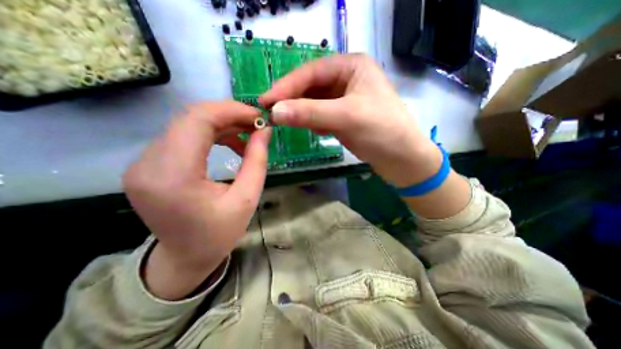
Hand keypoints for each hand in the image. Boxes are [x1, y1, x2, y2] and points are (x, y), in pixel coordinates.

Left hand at [123, 101, 272, 299]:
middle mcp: (148, 164)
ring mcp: (143, 163)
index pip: (198, 120)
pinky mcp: (149, 165)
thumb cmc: (219, 233)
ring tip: (247, 136)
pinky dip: (211, 134)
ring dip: (222, 125)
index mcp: (173, 176)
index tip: (258, 116)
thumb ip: (257, 160)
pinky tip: (230, 144)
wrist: (185, 258)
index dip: (231, 110)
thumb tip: (265, 131)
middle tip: (256, 125)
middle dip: (229, 115)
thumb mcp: (247, 198)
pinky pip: (183, 136)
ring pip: (187, 124)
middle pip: (191, 118)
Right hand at [260, 54, 438, 187]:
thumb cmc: (382, 131)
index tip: (266, 100)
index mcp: (352, 66)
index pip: (311, 72)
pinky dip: (312, 122)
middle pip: (311, 87)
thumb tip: (275, 112)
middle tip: (270, 112)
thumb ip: (310, 113)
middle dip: (292, 100)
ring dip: (301, 112)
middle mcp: (346, 79)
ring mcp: (344, 100)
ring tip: (285, 122)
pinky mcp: (342, 117)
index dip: (287, 86)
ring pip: (314, 102)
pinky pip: (320, 115)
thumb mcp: (346, 117)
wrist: (402, 159)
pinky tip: (312, 130)